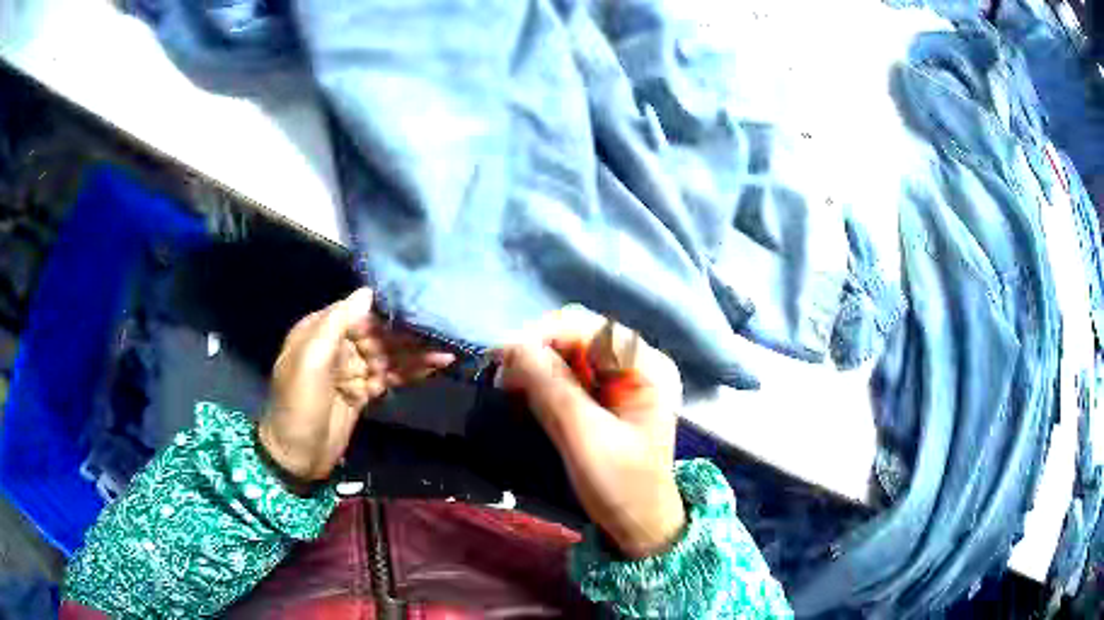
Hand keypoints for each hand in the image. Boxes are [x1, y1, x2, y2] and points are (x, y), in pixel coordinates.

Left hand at [259, 288, 454, 483]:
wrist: (296, 456)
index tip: (417, 307)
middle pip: (377, 335)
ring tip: (446, 351)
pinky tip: (434, 367)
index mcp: (319, 332)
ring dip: (415, 354)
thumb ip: (337, 324)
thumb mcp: (311, 361)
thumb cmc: (299, 405)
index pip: (358, 313)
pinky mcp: (362, 392)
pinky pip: (389, 377)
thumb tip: (367, 292)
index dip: (386, 312)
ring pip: (387, 356)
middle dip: (407, 335)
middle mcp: (336, 346)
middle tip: (441, 332)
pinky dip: (410, 373)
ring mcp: (350, 370)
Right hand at [498, 306, 685, 558]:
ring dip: (536, 367)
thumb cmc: (622, 486)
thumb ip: (551, 388)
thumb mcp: (585, 438)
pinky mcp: (606, 398)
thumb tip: (510, 344)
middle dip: (537, 351)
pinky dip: (543, 383)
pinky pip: (568, 376)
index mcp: (647, 367)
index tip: (502, 358)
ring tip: (510, 391)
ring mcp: (622, 380)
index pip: (590, 327)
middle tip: (503, 379)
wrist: (639, 527)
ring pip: (568, 354)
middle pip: (578, 336)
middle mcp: (636, 364)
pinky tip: (525, 398)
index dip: (544, 335)